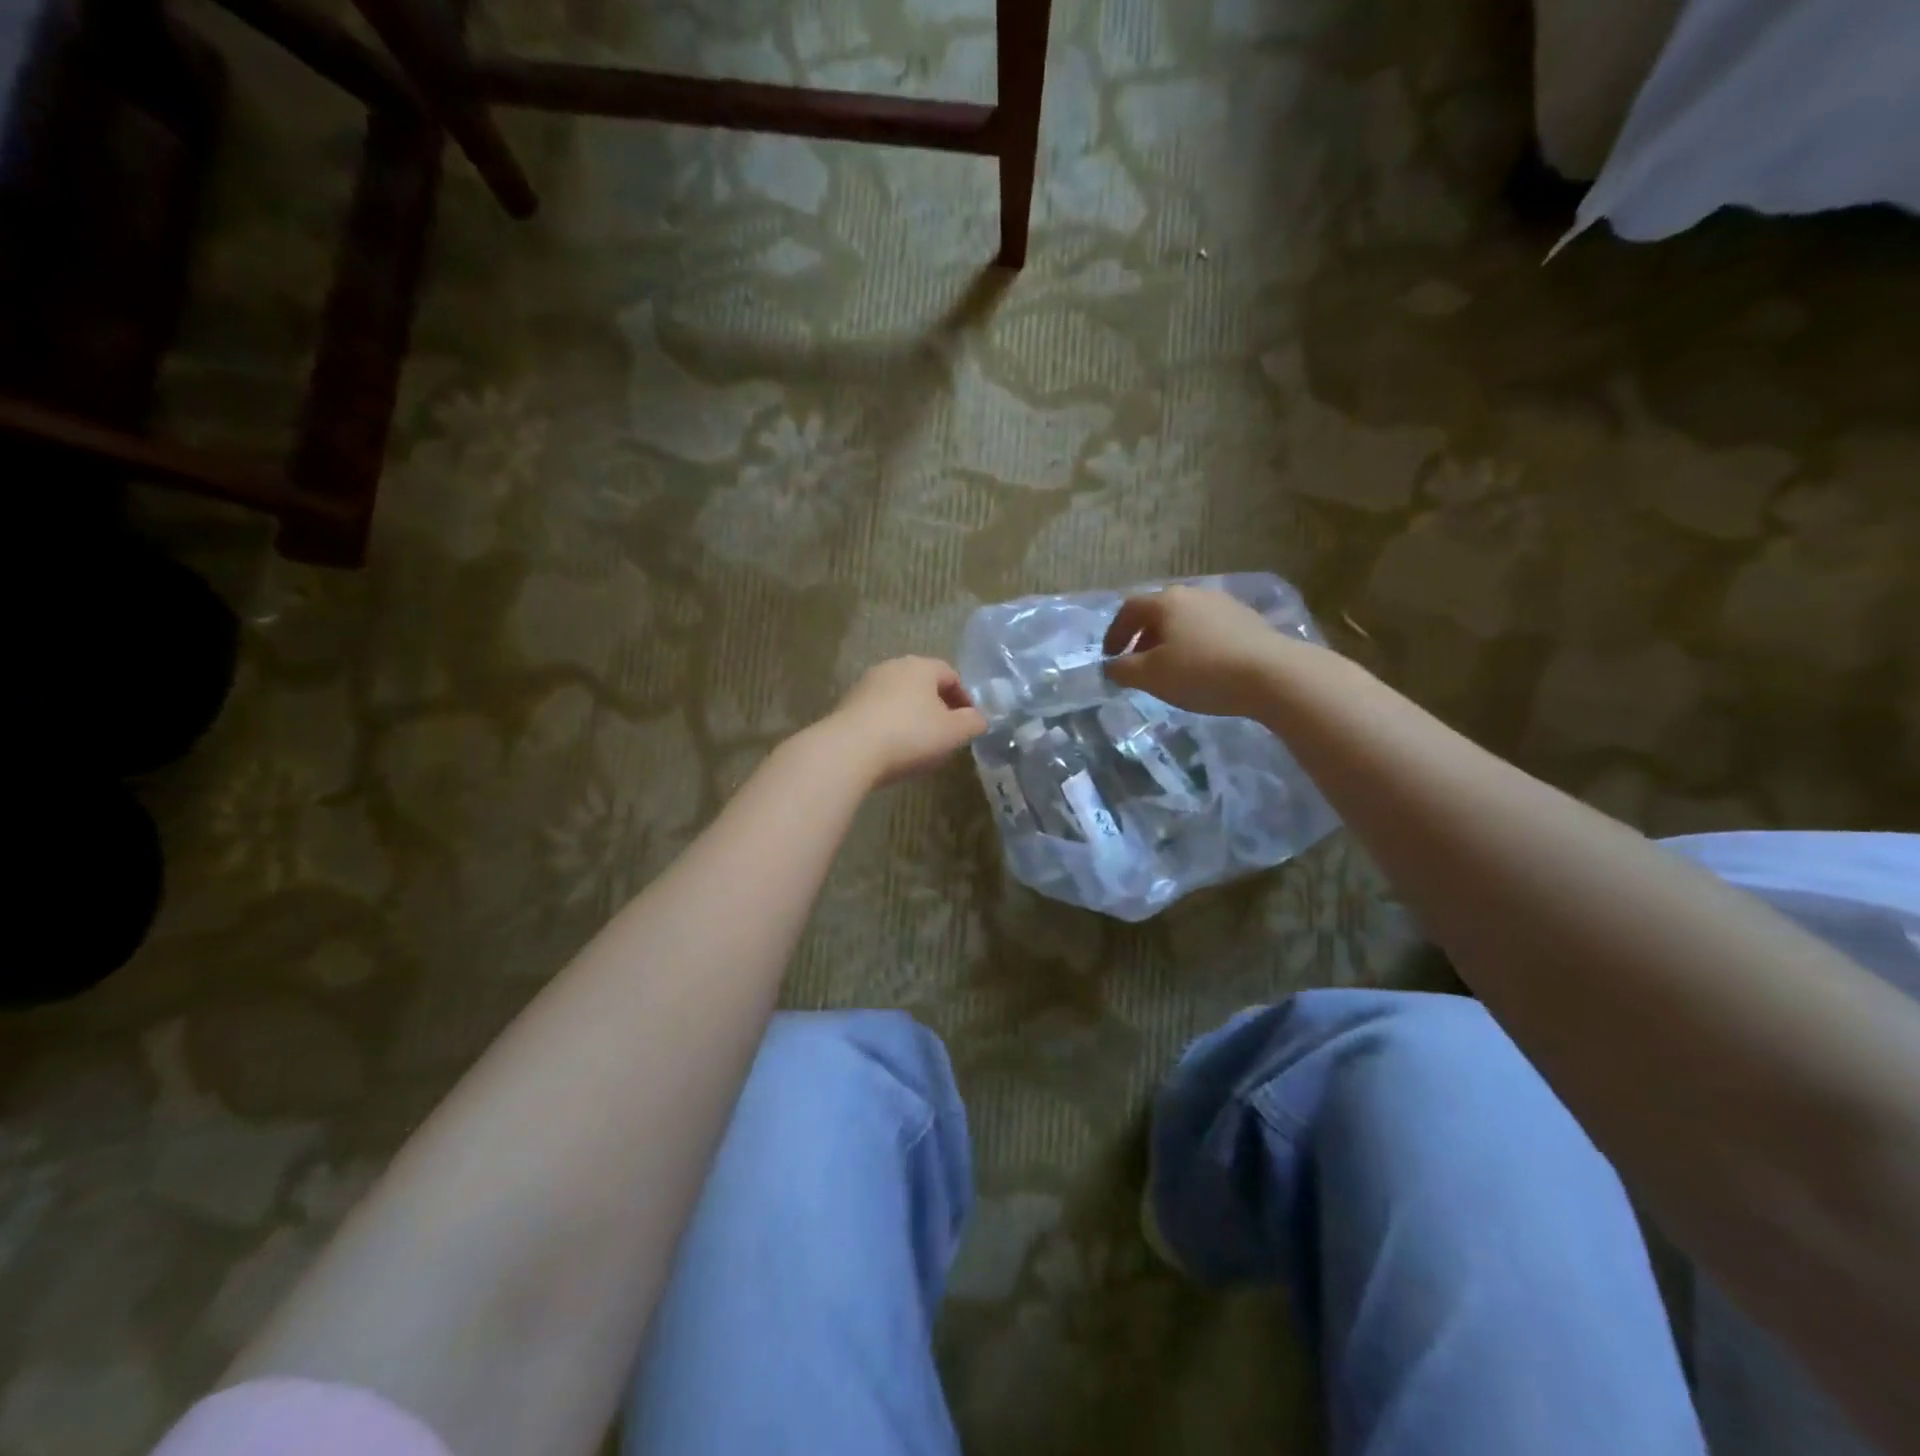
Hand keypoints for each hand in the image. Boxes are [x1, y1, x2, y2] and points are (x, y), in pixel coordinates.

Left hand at [822, 656, 987, 785]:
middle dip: (937, 706)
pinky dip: (890, 726)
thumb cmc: (909, 735)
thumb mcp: (953, 732)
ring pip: (898, 698)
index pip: (950, 674)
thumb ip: (972, 722)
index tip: (969, 723)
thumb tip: (979, 718)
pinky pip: (878, 713)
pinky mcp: (846, 706)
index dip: (965, 698)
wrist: (848, 751)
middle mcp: (892, 667)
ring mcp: (865, 685)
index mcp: (920, 666)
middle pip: (922, 684)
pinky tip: (892, 750)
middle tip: (947, 733)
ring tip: (919, 745)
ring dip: (912, 717)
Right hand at [1101, 586, 1300, 717]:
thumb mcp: (1151, 676)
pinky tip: (1203, 669)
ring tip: (1170, 669)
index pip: (1129, 609)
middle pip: (1159, 612)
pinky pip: (1210, 629)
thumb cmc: (1202, 672)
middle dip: (1143, 638)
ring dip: (1170, 642)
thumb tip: (1111, 666)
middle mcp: (1195, 594)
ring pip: (1185, 620)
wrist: (1272, 675)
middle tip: (1138, 664)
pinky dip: (1196, 645)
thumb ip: (1123, 670)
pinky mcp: (1248, 621)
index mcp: (1167, 601)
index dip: (1114, 633)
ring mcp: (1225, 604)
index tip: (1110, 657)